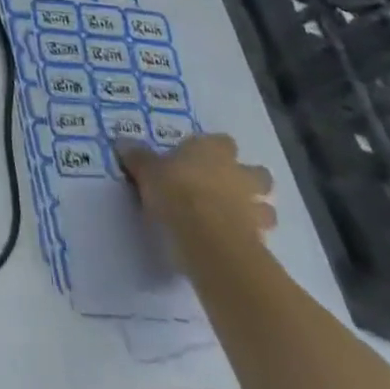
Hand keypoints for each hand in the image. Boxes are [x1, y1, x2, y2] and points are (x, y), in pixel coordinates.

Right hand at [118, 134, 275, 248]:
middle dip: (249, 181)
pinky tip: (233, 246)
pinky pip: (260, 238)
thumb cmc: (177, 193)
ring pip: (266, 208)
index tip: (201, 158)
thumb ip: (139, 158)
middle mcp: (239, 175)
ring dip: (257, 213)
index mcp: (213, 151)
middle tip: (230, 189)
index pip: (223, 142)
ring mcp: (254, 210)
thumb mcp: (147, 172)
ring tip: (236, 221)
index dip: (215, 149)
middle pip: (257, 173)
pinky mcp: (261, 243)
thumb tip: (123, 142)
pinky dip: (250, 240)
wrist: (209, 241)